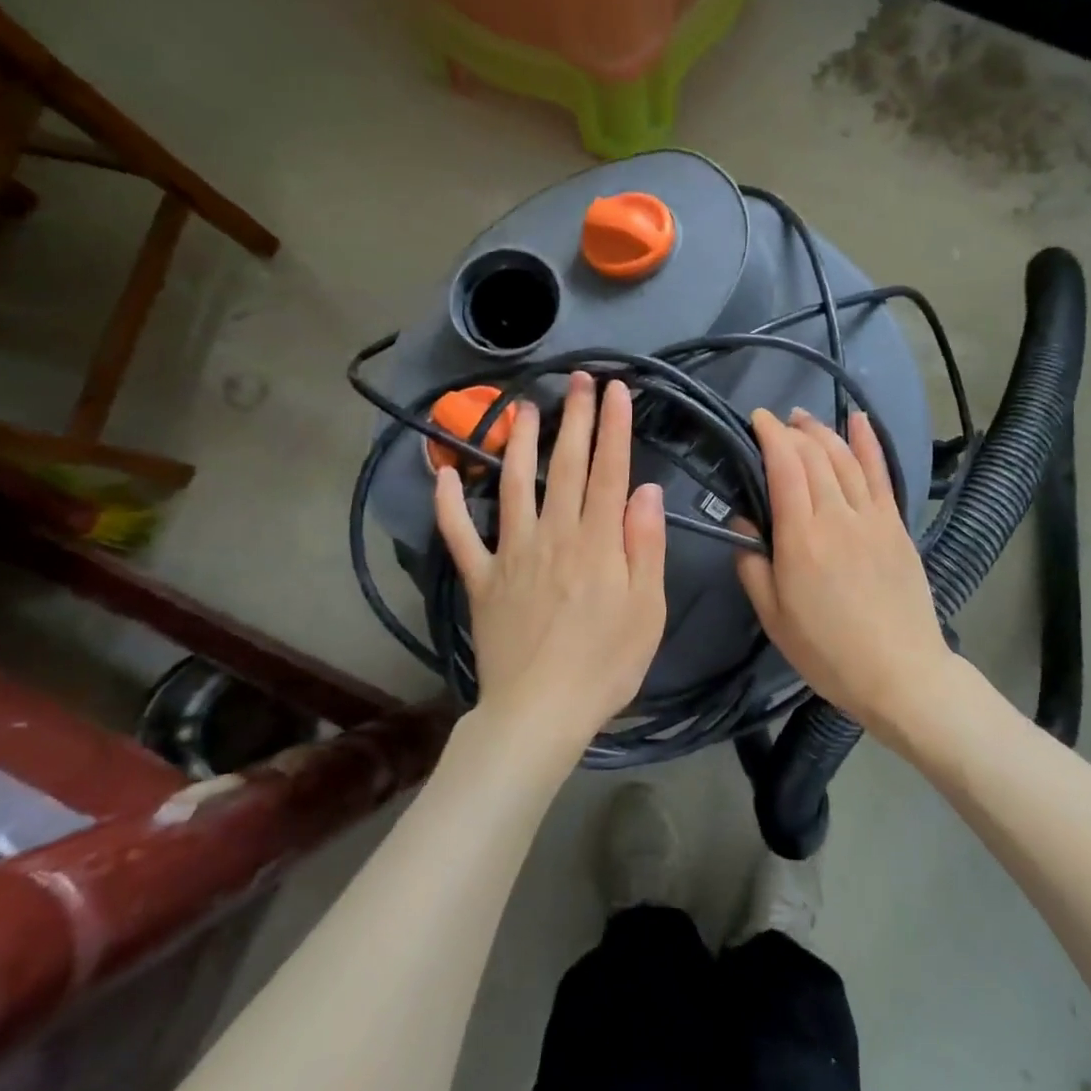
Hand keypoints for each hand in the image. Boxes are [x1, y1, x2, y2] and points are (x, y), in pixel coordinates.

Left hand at [435, 372, 667, 759]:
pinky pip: (460, 537)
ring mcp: (511, 554)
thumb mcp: (646, 610)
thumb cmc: (605, 664)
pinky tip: (443, 474)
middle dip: (575, 418)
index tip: (617, 389)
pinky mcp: (481, 579)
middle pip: (564, 466)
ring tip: (524, 407)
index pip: (608, 471)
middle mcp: (552, 535)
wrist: (540, 712)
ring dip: (520, 443)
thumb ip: (645, 546)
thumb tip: (645, 490)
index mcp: (596, 542)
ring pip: (513, 486)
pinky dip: (448, 505)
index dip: (614, 427)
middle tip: (578, 379)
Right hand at [736, 408, 953, 731]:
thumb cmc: (827, 651)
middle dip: (791, 431)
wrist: (901, 674)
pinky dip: (869, 443)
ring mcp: (873, 518)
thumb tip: (743, 523)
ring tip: (803, 419)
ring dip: (822, 432)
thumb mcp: (773, 617)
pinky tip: (858, 420)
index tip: (755, 419)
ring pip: (845, 458)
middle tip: (774, 423)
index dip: (769, 436)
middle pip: (814, 456)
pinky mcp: (896, 526)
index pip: (784, 467)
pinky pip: (882, 474)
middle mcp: (837, 516)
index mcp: (801, 538)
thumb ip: (752, 565)